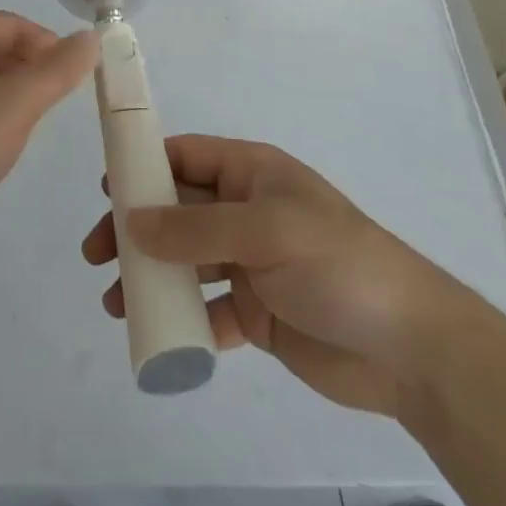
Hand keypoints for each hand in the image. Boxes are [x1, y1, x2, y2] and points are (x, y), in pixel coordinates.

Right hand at [82, 135, 467, 417]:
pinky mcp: (256, 313)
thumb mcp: (265, 232)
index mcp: (252, 174)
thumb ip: (196, 227)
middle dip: (136, 227)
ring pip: (185, 260)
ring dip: (149, 275)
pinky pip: (206, 309)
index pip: (186, 157)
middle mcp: (246, 211)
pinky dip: (180, 319)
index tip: (105, 189)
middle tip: (96, 253)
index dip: (144, 166)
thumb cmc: (336, 264)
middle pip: (177, 210)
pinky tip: (157, 334)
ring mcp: (250, 263)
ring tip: (114, 301)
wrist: (409, 348)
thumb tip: (132, 221)